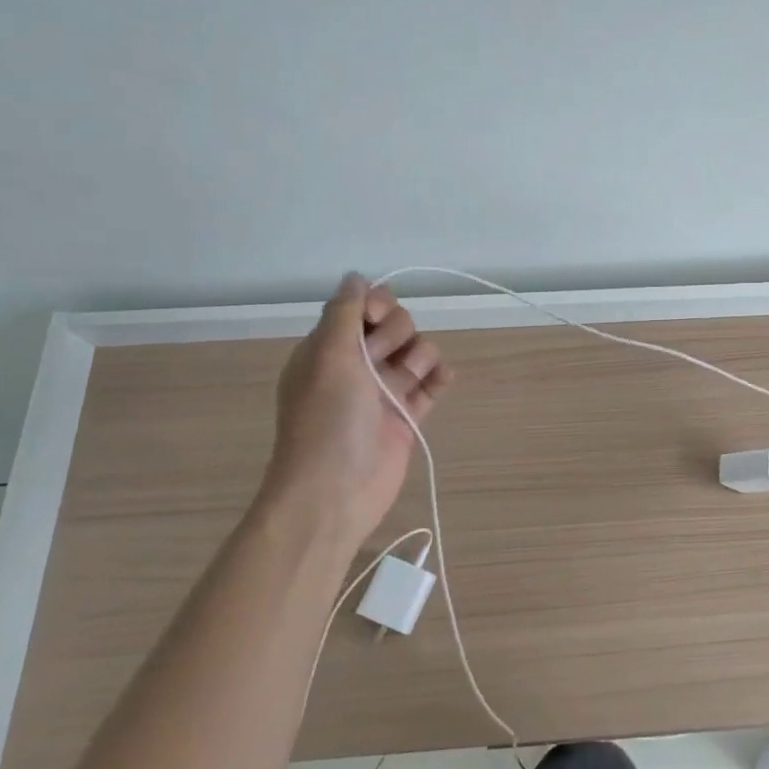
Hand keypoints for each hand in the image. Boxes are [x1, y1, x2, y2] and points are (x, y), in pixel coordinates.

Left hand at [258, 275, 453, 554]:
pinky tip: (440, 381)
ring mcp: (383, 391)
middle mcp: (357, 365)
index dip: (377, 306)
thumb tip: (356, 276)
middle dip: (399, 334)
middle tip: (383, 361)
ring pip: (417, 352)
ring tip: (408, 383)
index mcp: (329, 348)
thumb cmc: (328, 420)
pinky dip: (439, 378)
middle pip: (395, 326)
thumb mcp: (328, 356)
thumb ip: (344, 312)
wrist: (335, 492)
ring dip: (420, 358)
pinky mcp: (406, 416)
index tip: (376, 320)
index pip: (362, 306)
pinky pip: (431, 384)